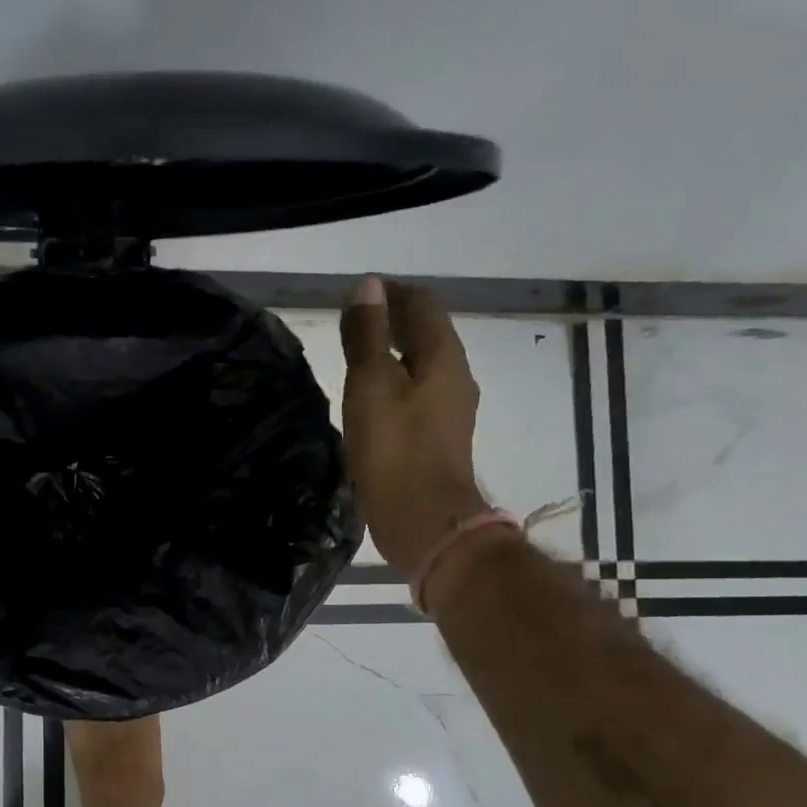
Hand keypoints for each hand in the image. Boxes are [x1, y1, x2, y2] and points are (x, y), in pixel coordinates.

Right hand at [339, 277, 488, 577]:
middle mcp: (454, 378)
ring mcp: (448, 411)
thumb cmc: (395, 450)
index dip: (391, 293)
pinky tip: (370, 398)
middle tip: (352, 321)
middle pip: (426, 334)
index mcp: (443, 358)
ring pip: (421, 365)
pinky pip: (416, 393)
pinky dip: (394, 382)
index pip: (422, 305)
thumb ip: (368, 335)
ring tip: (355, 356)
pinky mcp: (436, 438)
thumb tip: (367, 286)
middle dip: (392, 320)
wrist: (423, 521)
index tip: (357, 294)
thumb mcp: (372, 385)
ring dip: (393, 353)